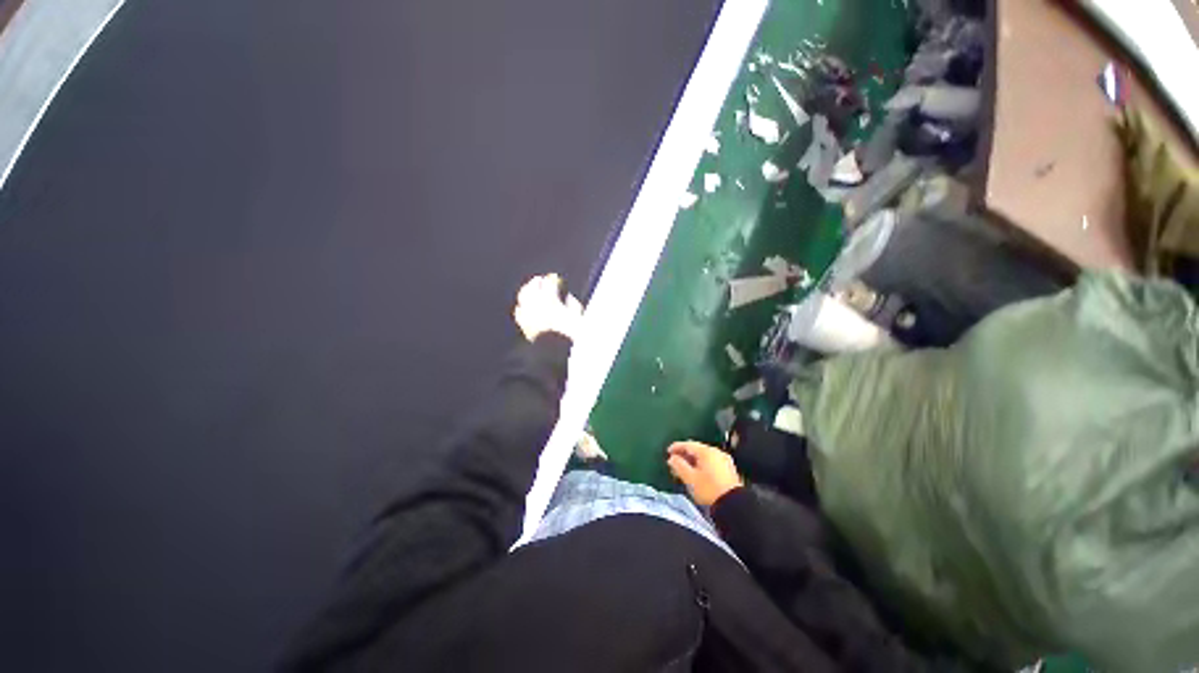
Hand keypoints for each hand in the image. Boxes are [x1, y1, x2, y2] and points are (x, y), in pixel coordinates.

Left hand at [513, 273, 582, 341]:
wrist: (554, 352)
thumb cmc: (570, 334)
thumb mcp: (578, 316)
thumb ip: (573, 303)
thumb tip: (567, 296)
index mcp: (550, 299)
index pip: (549, 282)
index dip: (553, 279)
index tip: (556, 279)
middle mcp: (535, 303)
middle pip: (533, 286)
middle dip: (538, 282)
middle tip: (541, 280)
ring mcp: (527, 313)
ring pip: (523, 296)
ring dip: (528, 290)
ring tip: (531, 290)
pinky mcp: (523, 324)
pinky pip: (519, 311)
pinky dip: (522, 306)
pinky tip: (524, 307)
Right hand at [667, 441, 742, 506]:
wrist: (733, 505)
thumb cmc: (709, 490)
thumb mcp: (690, 478)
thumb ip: (678, 465)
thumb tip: (672, 458)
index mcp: (706, 451)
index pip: (688, 444)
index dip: (676, 447)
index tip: (668, 452)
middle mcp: (716, 452)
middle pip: (696, 449)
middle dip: (684, 455)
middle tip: (675, 462)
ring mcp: (724, 460)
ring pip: (704, 456)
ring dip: (693, 461)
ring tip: (684, 469)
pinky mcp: (729, 469)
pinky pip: (711, 462)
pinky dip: (702, 465)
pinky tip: (698, 473)